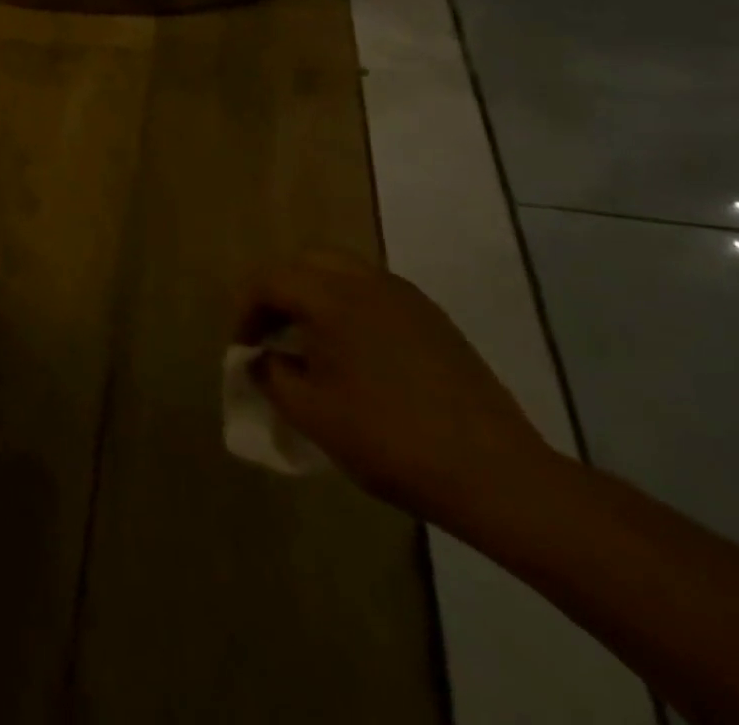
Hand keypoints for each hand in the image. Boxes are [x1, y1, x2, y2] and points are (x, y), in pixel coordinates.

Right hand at [239, 252, 554, 521]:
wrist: (495, 475)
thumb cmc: (390, 440)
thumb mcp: (312, 414)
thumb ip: (271, 375)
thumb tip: (260, 358)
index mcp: (331, 296)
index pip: (269, 281)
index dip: (246, 312)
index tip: (242, 350)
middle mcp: (366, 281)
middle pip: (306, 263)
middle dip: (279, 293)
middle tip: (271, 334)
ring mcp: (406, 297)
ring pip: (343, 273)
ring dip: (315, 297)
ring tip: (310, 344)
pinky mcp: (433, 319)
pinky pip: (374, 293)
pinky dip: (349, 308)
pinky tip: (356, 356)